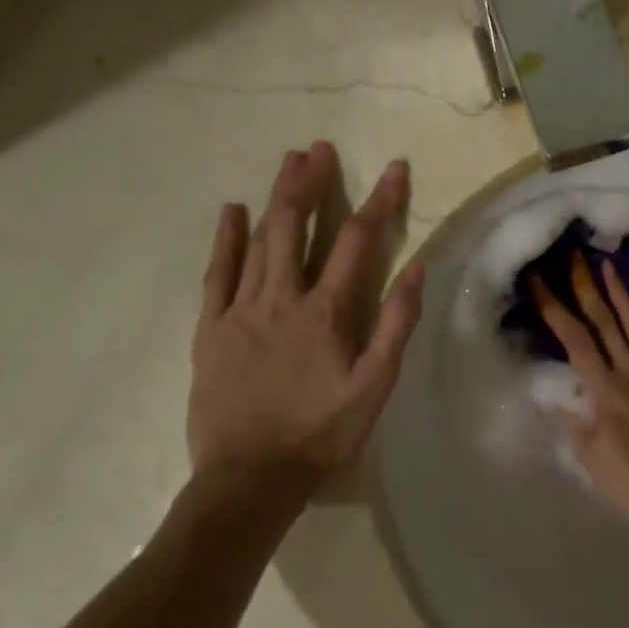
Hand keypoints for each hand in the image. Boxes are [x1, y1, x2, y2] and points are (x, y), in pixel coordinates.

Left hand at [188, 142, 425, 511]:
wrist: (250, 479)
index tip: (395, 167)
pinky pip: (217, 275)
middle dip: (312, 184)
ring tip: (288, 162)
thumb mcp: (376, 385)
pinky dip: (226, 241)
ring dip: (276, 199)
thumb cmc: (322, 433)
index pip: (359, 241)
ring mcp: (241, 311)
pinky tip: (231, 212)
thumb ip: (396, 324)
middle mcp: (283, 298)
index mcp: (328, 311)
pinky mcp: (211, 330)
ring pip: (260, 242)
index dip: (381, 200)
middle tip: (320, 148)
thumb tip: (417, 266)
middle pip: (298, 227)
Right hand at [532, 252, 628, 529]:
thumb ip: (573, 423)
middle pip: (605, 324)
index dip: (555, 308)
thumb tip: (553, 395)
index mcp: (605, 389)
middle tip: (575, 258)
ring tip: (610, 266)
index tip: (540, 281)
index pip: (574, 340)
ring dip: (623, 296)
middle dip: (587, 289)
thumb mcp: (592, 459)